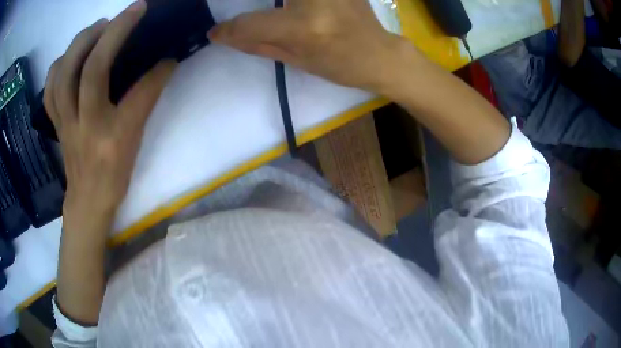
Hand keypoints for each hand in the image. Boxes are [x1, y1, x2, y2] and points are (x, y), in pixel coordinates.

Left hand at [44, 1, 175, 232]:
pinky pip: (50, 89)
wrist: (87, 201)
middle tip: (129, 13)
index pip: (136, 97)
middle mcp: (84, 125)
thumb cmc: (113, 176)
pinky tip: (70, 55)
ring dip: (81, 42)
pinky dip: (58, 65)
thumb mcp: (134, 142)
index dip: (156, 72)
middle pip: (90, 70)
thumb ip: (146, 101)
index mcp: (110, 137)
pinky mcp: (56, 121)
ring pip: (63, 74)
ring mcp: (65, 121)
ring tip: (97, 27)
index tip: (168, 53)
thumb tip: (163, 66)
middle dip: (112, 33)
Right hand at [208, 0, 409, 91]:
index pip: (251, 23)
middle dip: (256, 5)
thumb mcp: (295, 60)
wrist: (379, 54)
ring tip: (281, 16)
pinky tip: (291, 7)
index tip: (217, 32)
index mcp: (304, 26)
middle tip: (271, 25)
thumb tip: (224, 34)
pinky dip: (287, 1)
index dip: (229, 29)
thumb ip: (256, 43)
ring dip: (277, 3)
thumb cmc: (339, 65)